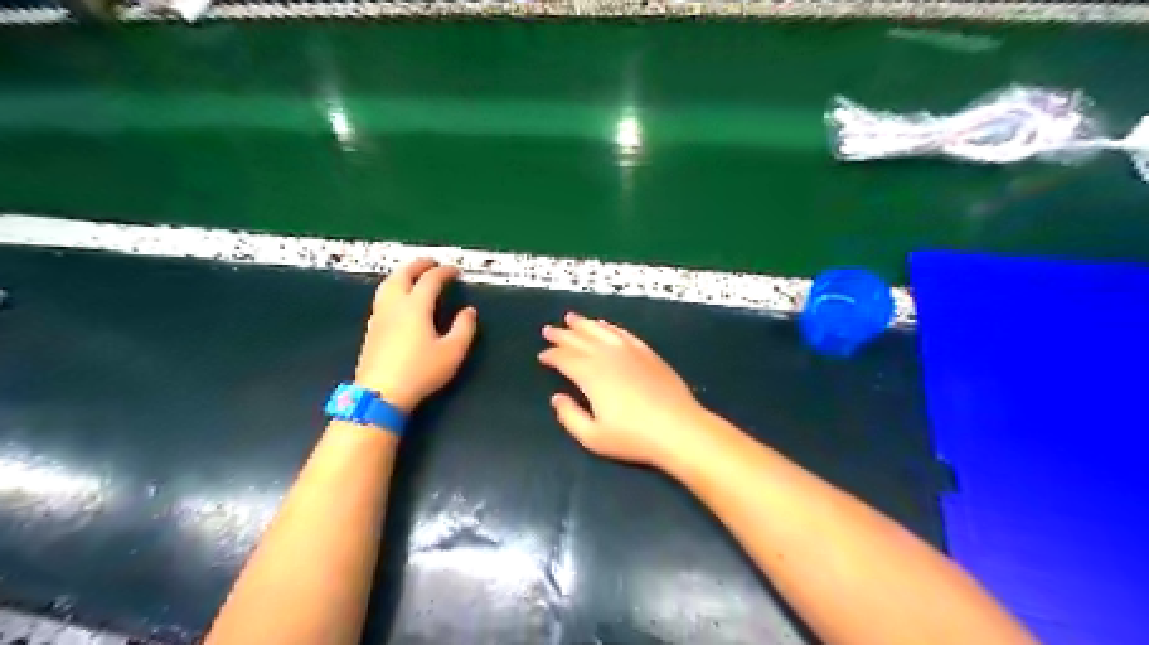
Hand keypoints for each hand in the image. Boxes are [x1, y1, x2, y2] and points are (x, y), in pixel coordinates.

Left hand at [353, 256, 472, 413]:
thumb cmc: (421, 372)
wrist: (381, 393)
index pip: (430, 280)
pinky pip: (382, 298)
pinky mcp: (372, 329)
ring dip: (401, 274)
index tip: (455, 271)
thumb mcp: (452, 352)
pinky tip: (397, 299)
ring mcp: (379, 316)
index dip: (444, 272)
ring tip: (412, 274)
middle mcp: (395, 305)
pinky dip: (393, 288)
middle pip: (402, 275)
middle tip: (431, 262)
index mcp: (416, 307)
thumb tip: (469, 311)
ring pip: (387, 285)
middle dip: (417, 265)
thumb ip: (464, 329)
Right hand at [540, 309, 711, 465]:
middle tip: (548, 330)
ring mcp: (629, 351)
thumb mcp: (593, 437)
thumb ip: (570, 416)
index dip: (551, 355)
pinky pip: (623, 333)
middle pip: (579, 340)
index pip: (565, 359)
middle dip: (562, 334)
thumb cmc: (633, 437)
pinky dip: (610, 327)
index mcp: (591, 375)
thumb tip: (557, 398)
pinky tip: (605, 325)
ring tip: (571, 318)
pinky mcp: (647, 353)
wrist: (678, 428)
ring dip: (584, 324)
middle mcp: (607, 356)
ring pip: (600, 331)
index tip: (542, 355)